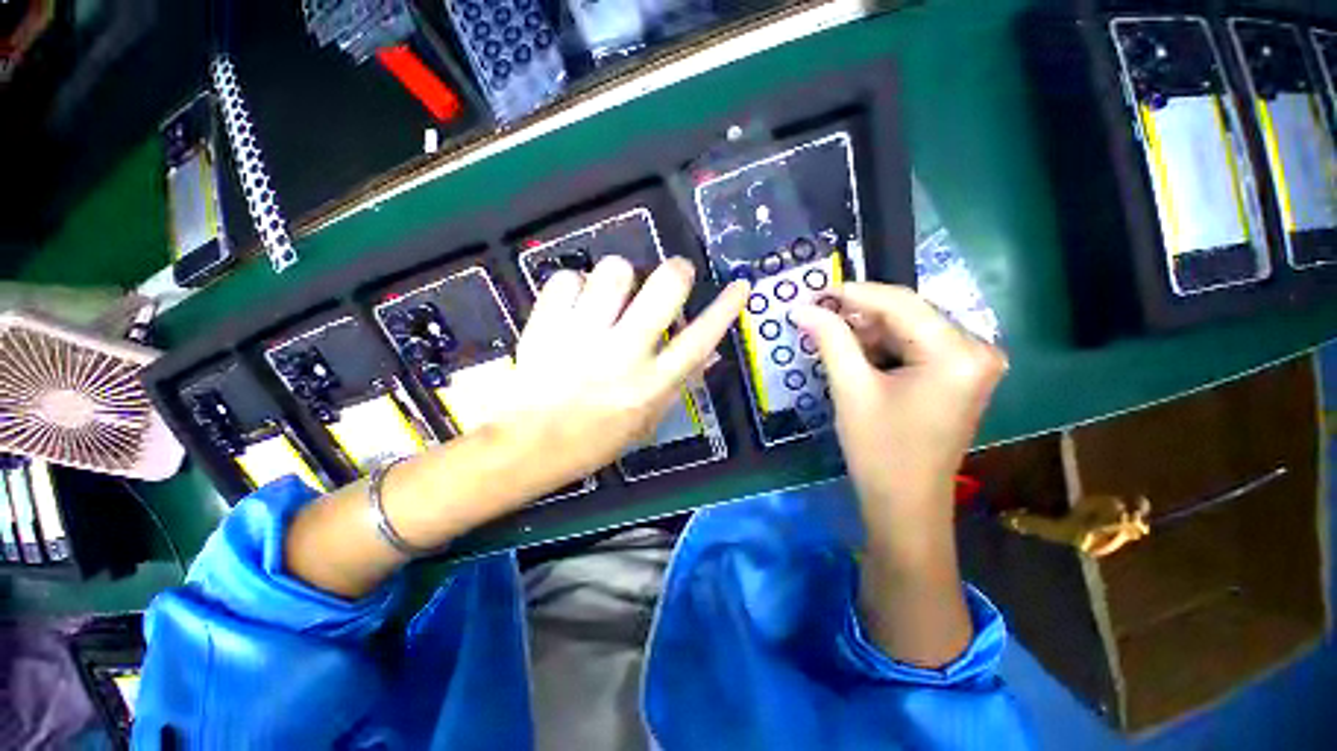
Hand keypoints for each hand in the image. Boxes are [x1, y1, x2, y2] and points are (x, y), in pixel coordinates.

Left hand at [502, 256, 749, 488]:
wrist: (529, 446)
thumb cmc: (594, 441)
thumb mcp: (647, 421)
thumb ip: (680, 385)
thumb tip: (713, 353)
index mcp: (652, 384)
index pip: (700, 339)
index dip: (725, 309)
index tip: (740, 285)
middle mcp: (624, 354)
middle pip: (664, 288)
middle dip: (676, 271)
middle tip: (673, 274)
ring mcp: (583, 336)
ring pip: (615, 272)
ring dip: (620, 276)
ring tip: (611, 294)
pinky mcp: (547, 325)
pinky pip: (568, 278)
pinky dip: (574, 285)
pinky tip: (574, 304)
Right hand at [792, 283, 1004, 666]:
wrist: (905, 503)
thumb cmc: (879, 450)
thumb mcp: (851, 388)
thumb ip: (830, 339)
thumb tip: (802, 307)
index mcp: (957, 352)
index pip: (900, 302)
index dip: (852, 293)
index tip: (814, 291)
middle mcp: (976, 349)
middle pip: (907, 314)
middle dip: (858, 315)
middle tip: (815, 315)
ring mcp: (971, 364)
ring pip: (908, 329)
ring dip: (867, 332)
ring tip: (828, 336)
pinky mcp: (958, 375)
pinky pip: (915, 347)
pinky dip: (882, 347)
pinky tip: (854, 355)